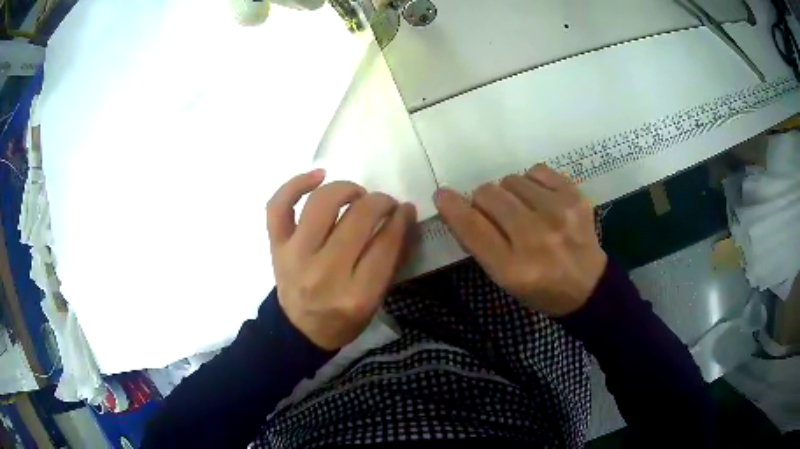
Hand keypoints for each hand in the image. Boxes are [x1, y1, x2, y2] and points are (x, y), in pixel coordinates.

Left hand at [267, 170, 417, 349]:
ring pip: (321, 204)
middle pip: (358, 219)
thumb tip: (404, 216)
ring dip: (346, 189)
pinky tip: (318, 176)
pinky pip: (279, 205)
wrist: (299, 330)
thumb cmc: (343, 319)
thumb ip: (391, 260)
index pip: (385, 244)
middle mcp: (324, 274)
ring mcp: (294, 257)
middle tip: (385, 204)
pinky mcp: (276, 247)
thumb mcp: (375, 300)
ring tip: (356, 194)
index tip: (405, 209)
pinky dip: (296, 184)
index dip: (400, 219)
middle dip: (380, 202)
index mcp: (356, 296)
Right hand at [434, 164, 606, 316]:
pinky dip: (532, 182)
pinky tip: (540, 199)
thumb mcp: (503, 279)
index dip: (451, 207)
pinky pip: (537, 170)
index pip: (471, 227)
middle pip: (489, 195)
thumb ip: (479, 244)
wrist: (588, 286)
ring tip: (524, 209)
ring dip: (510, 192)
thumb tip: (458, 207)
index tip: (443, 195)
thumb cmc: (540, 289)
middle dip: (483, 201)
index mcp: (513, 268)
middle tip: (496, 213)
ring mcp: (559, 214)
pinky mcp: (575, 198)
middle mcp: (535, 239)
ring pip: (511, 180)